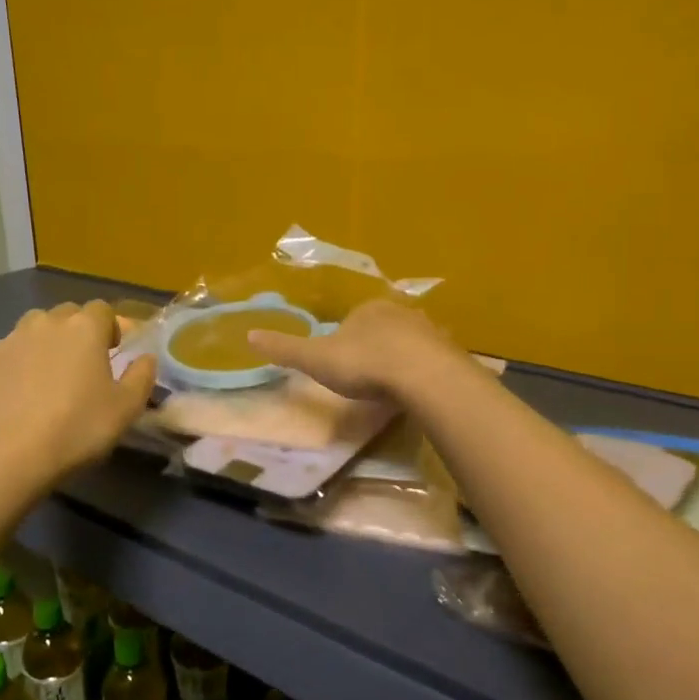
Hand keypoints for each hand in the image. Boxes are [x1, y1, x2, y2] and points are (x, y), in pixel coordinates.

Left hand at [0, 301, 156, 482]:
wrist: (12, 454)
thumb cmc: (78, 427)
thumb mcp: (127, 408)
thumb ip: (142, 376)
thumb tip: (146, 357)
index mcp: (84, 328)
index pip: (103, 309)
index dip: (110, 328)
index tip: (113, 353)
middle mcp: (46, 323)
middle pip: (67, 313)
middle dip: (78, 331)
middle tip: (83, 364)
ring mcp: (11, 339)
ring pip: (34, 327)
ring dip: (46, 341)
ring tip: (49, 374)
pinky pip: (9, 351)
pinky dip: (19, 363)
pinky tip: (20, 392)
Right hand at [247, 297, 458, 401]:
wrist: (423, 377)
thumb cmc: (364, 364)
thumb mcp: (316, 359)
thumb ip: (285, 349)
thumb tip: (248, 335)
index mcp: (367, 309)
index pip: (351, 320)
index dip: (344, 342)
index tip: (342, 366)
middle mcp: (400, 312)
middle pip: (382, 329)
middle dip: (374, 348)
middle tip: (367, 378)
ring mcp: (429, 330)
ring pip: (409, 343)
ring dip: (400, 359)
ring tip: (392, 386)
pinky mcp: (450, 352)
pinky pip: (431, 360)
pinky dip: (422, 371)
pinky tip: (416, 390)